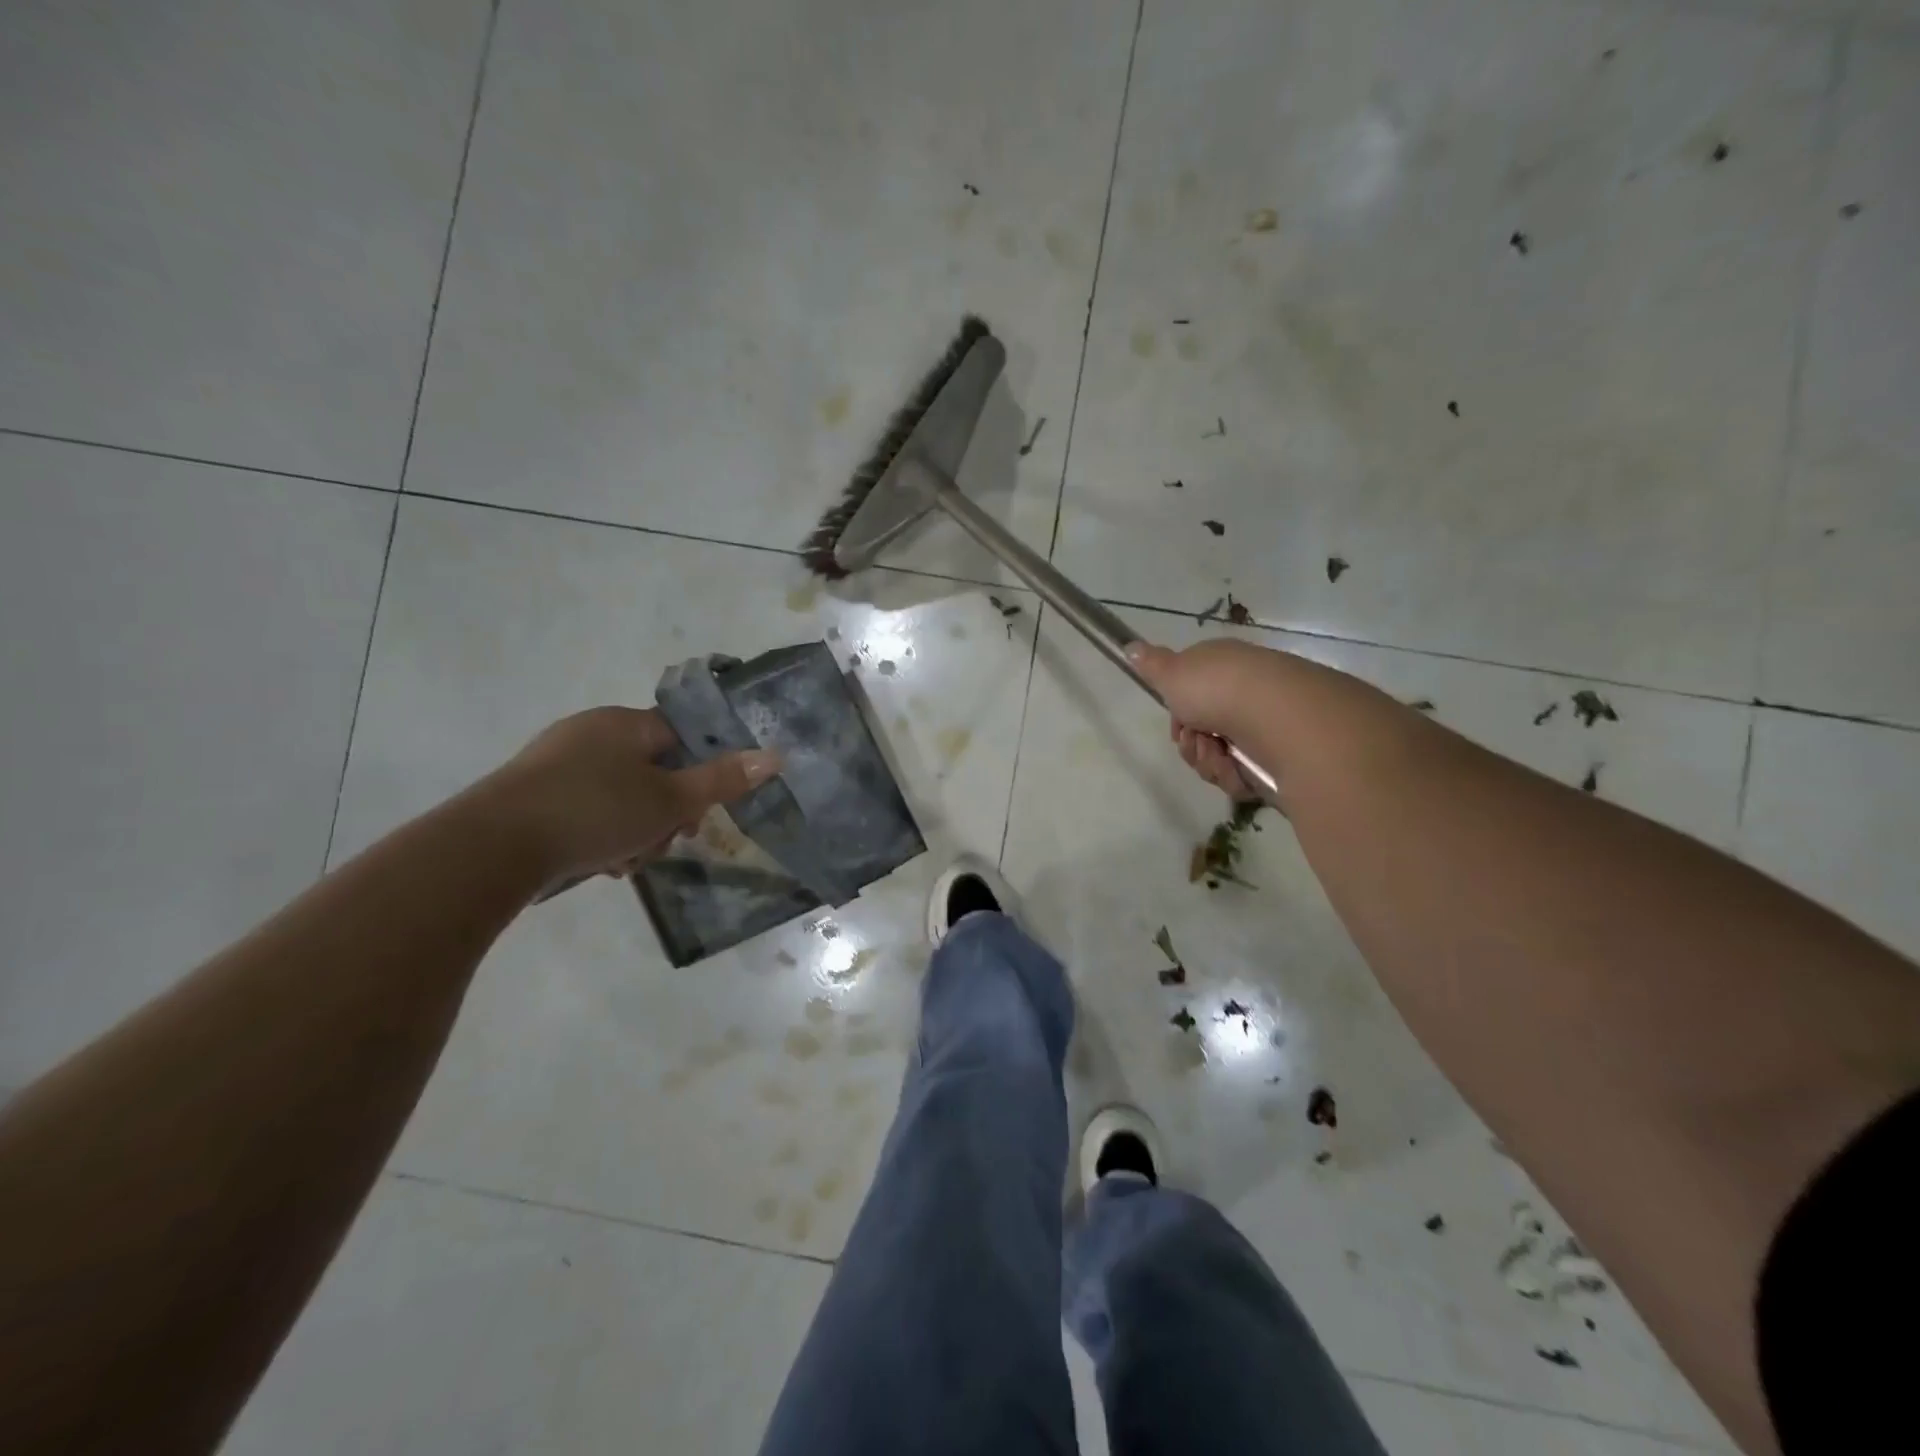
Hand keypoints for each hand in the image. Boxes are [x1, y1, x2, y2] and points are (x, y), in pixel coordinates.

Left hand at [484, 707, 779, 883]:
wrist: (491, 849)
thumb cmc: (593, 812)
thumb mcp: (669, 801)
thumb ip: (722, 780)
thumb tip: (776, 755)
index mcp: (624, 723)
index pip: (681, 736)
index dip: (699, 772)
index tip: (699, 810)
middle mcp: (590, 732)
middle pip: (652, 769)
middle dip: (666, 811)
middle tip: (665, 842)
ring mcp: (556, 762)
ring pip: (621, 794)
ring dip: (636, 829)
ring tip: (627, 862)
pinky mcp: (533, 793)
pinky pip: (587, 807)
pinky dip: (602, 833)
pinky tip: (601, 863)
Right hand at [1127, 639, 1280, 801]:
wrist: (1274, 718)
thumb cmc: (1217, 689)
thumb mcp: (1172, 672)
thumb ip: (1151, 665)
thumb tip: (1131, 646)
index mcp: (1223, 669)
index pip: (1194, 695)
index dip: (1179, 715)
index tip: (1177, 723)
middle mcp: (1244, 695)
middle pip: (1202, 732)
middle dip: (1192, 744)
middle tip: (1196, 740)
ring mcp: (1263, 727)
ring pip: (1217, 758)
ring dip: (1209, 761)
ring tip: (1219, 754)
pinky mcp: (1277, 758)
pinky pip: (1241, 776)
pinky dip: (1233, 775)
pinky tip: (1237, 767)